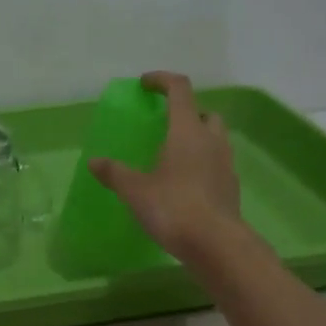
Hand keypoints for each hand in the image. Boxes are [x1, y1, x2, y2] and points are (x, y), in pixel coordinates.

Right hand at [90, 71, 243, 264]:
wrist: (216, 244)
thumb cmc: (173, 208)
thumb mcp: (135, 191)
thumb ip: (115, 173)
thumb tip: (94, 162)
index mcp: (186, 131)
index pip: (179, 90)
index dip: (162, 80)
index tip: (145, 84)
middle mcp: (211, 140)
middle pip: (204, 112)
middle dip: (186, 113)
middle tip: (164, 126)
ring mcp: (225, 163)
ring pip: (215, 138)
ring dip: (197, 138)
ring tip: (173, 157)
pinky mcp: (231, 187)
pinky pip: (217, 163)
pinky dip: (202, 164)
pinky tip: (185, 184)